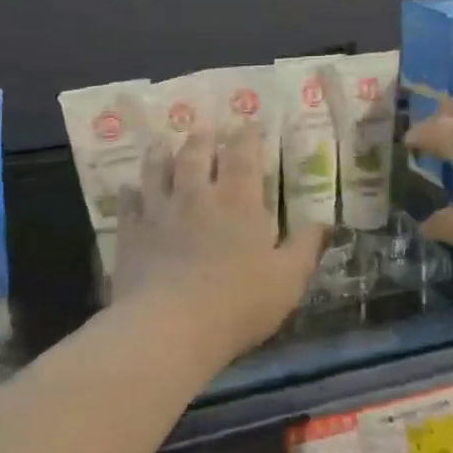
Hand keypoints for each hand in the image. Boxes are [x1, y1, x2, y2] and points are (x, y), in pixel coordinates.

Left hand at [112, 122, 324, 362]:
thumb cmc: (238, 303)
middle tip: (203, 129)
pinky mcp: (131, 235)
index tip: (247, 123)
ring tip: (163, 144)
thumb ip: (306, 247)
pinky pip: (128, 204)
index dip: (246, 136)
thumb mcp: (288, 279)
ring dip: (162, 155)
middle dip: (202, 139)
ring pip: (157, 171)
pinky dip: (130, 193)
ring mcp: (159, 213)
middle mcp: (197, 196)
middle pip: (196, 155)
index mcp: (239, 201)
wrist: (169, 329)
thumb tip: (324, 222)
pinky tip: (130, 189)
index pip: (242, 154)